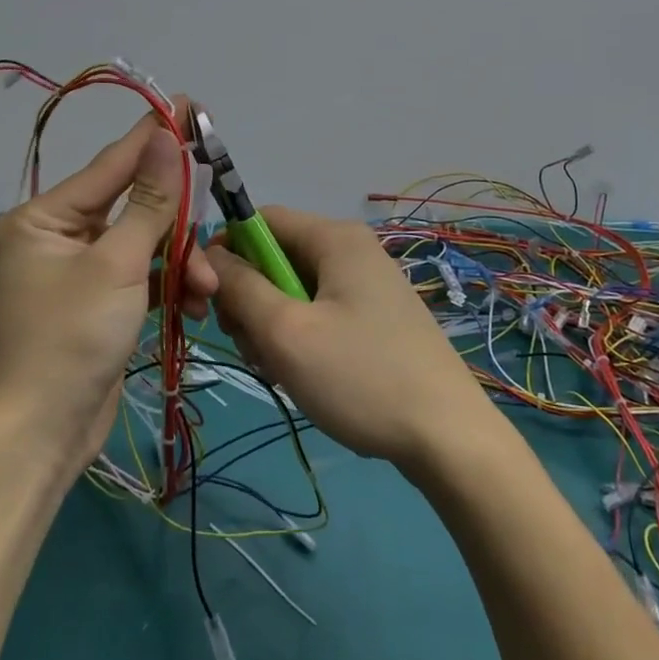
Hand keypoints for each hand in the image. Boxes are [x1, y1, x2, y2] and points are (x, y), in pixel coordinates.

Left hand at [0, 108, 218, 469]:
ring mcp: (79, 269)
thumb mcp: (117, 264)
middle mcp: (58, 235)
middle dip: (175, 228)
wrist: (46, 433)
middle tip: (213, 227)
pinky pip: (141, 275)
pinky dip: (167, 286)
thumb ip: (148, 201)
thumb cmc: (72, 337)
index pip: (111, 165)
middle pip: (132, 208)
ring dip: (179, 263)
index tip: (189, 105)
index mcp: (45, 217)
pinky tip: (193, 305)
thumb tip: (164, 137)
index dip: (153, 137)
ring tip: (206, 288)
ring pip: (143, 244)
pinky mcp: (99, 300)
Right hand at [207, 207, 493, 469]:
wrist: (449, 439)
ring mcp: (366, 285)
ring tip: (279, 370)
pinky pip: (318, 312)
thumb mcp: (286, 332)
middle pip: (275, 257)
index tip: (209, 300)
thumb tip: (209, 256)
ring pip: (293, 290)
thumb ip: (240, 287)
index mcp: (334, 238)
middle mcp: (351, 250)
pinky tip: (302, 376)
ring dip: (272, 326)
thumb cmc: (361, 376)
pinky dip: (299, 338)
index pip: (259, 220)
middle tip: (250, 346)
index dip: (225, 252)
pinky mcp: (374, 318)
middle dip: (250, 300)